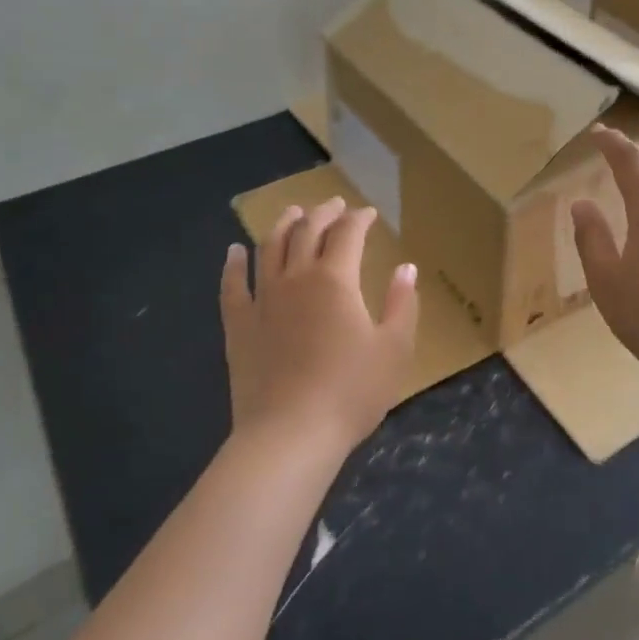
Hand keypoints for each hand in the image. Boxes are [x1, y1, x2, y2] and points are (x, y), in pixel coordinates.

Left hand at [220, 197, 419, 456]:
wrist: (290, 435)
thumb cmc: (351, 392)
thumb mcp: (394, 349)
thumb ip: (402, 304)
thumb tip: (406, 267)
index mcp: (336, 280)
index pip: (348, 233)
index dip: (359, 218)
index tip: (369, 213)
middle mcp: (296, 278)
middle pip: (307, 231)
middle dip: (323, 213)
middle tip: (334, 205)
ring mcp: (263, 299)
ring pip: (270, 248)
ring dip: (283, 225)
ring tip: (292, 213)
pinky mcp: (239, 325)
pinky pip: (232, 286)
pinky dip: (234, 264)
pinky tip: (234, 252)